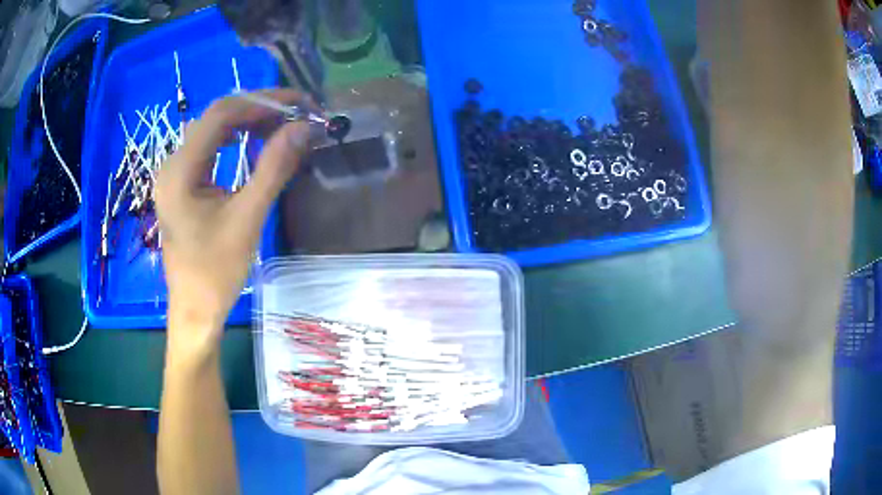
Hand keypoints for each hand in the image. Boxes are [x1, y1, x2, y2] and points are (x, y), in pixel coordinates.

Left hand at [156, 89, 311, 351]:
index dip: (262, 101)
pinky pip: (209, 148)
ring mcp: (174, 173)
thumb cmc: (215, 272)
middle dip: (257, 109)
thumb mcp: (247, 219)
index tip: (299, 104)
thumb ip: (273, 168)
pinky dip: (236, 139)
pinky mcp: (181, 184)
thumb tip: (303, 128)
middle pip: (215, 117)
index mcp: (180, 171)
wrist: (195, 309)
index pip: (221, 114)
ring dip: (247, 122)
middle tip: (295, 115)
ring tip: (281, 126)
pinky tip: (254, 142)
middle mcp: (172, 164)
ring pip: (212, 130)